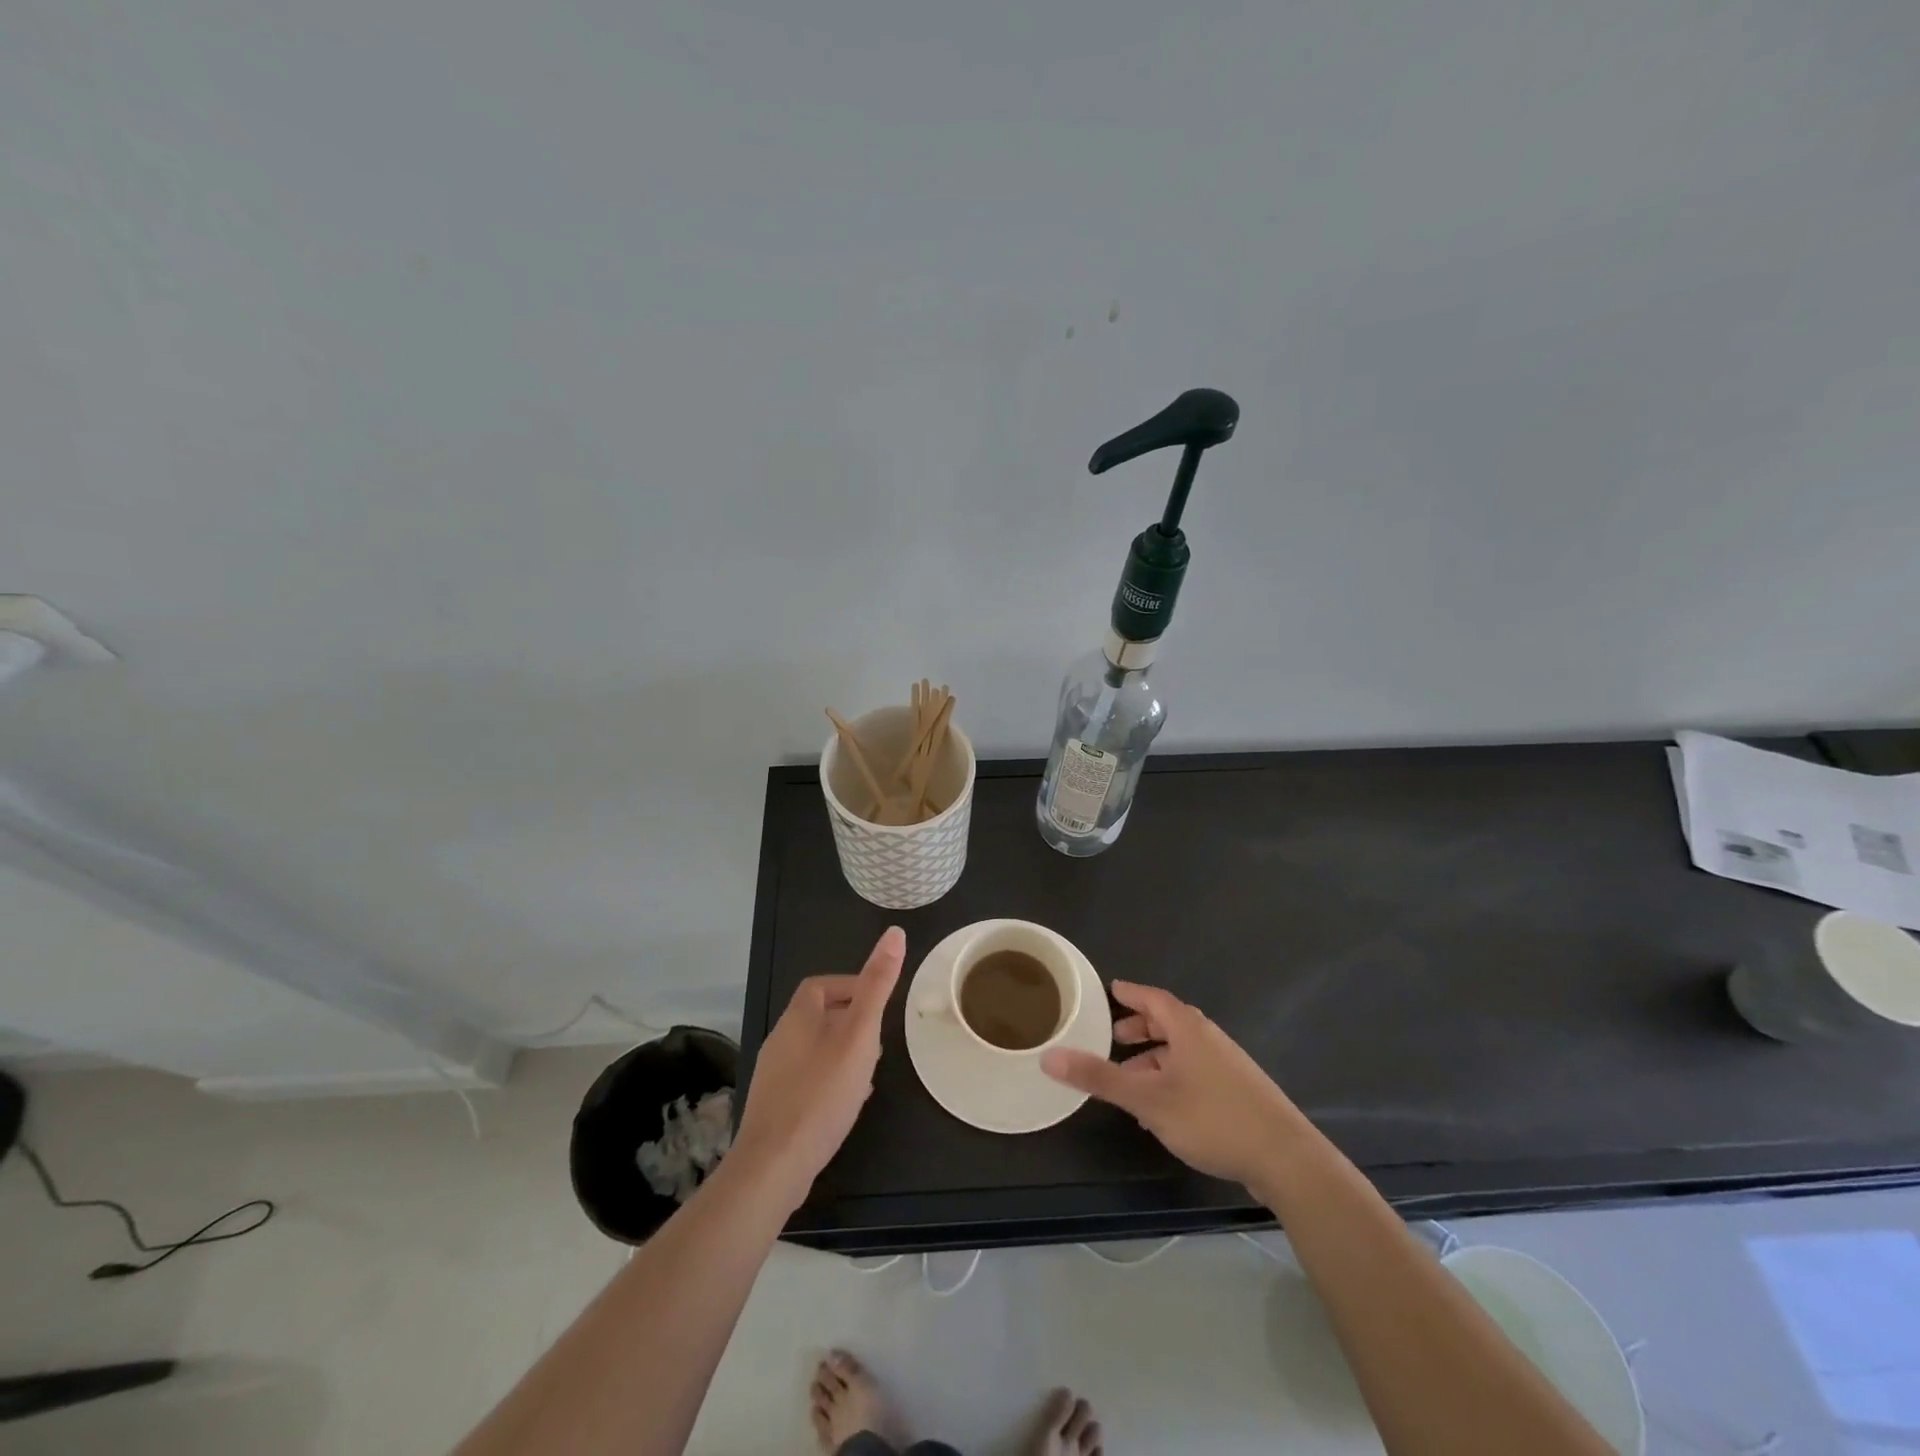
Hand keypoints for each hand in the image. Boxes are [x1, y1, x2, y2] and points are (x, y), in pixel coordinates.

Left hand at [733, 927, 904, 1209]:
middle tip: (879, 1042)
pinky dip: (830, 1081)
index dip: (851, 987)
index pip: (822, 985)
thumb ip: (877, 985)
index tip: (878, 1005)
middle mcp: (781, 1039)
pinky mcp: (774, 1106)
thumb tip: (895, 932)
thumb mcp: (860, 1034)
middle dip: (852, 1023)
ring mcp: (774, 1075)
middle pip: (820, 1017)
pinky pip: (808, 1080)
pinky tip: (847, 1104)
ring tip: (869, 1073)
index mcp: (798, 1016)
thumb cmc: (822, 1092)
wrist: (774, 1165)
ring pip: (815, 1050)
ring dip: (843, 1053)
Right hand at [1042, 981, 1302, 1190]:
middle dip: (1140, 1029)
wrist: (1286, 1158)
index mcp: (1188, 1028)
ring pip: (1183, 1050)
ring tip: (1131, 1080)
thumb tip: (1049, 1056)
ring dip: (1155, 1058)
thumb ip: (1099, 1077)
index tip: (1111, 989)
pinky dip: (1173, 1077)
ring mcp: (1228, 1065)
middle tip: (1114, 1038)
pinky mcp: (1240, 1091)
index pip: (1153, 998)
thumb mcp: (1147, 1099)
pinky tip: (1164, 1109)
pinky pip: (1196, 1071)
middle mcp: (1209, 1038)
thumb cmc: (1212, 1118)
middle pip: (1169, 1022)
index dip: (1130, 993)